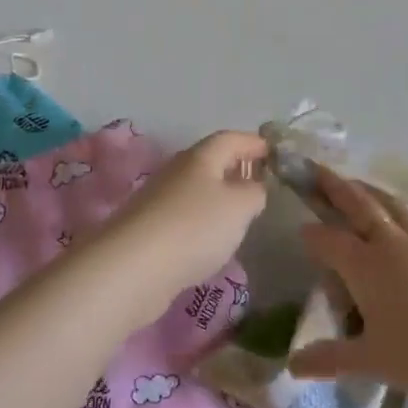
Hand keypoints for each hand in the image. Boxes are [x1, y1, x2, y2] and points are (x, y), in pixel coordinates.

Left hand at [98, 130, 269, 300]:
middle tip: (260, 183)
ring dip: (218, 196)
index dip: (253, 143)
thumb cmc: (194, 227)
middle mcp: (176, 172)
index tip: (275, 153)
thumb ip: (254, 192)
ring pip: (196, 190)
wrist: (133, 268)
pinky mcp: (148, 230)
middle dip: (236, 168)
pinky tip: (210, 241)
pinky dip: (202, 221)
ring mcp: (158, 201)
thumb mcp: (240, 206)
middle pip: (210, 161)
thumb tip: (253, 187)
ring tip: (240, 214)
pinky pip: (183, 216)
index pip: (230, 138)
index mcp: (200, 157)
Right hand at [288, 166, 407, 394]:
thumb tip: (291, 366)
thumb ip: (329, 359)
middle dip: (336, 187)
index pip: (329, 240)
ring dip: (371, 191)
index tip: (300, 228)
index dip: (312, 233)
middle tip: (319, 170)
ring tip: (359, 184)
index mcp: (365, 266)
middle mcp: (392, 244)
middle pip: (360, 206)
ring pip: (393, 206)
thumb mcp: (371, 361)